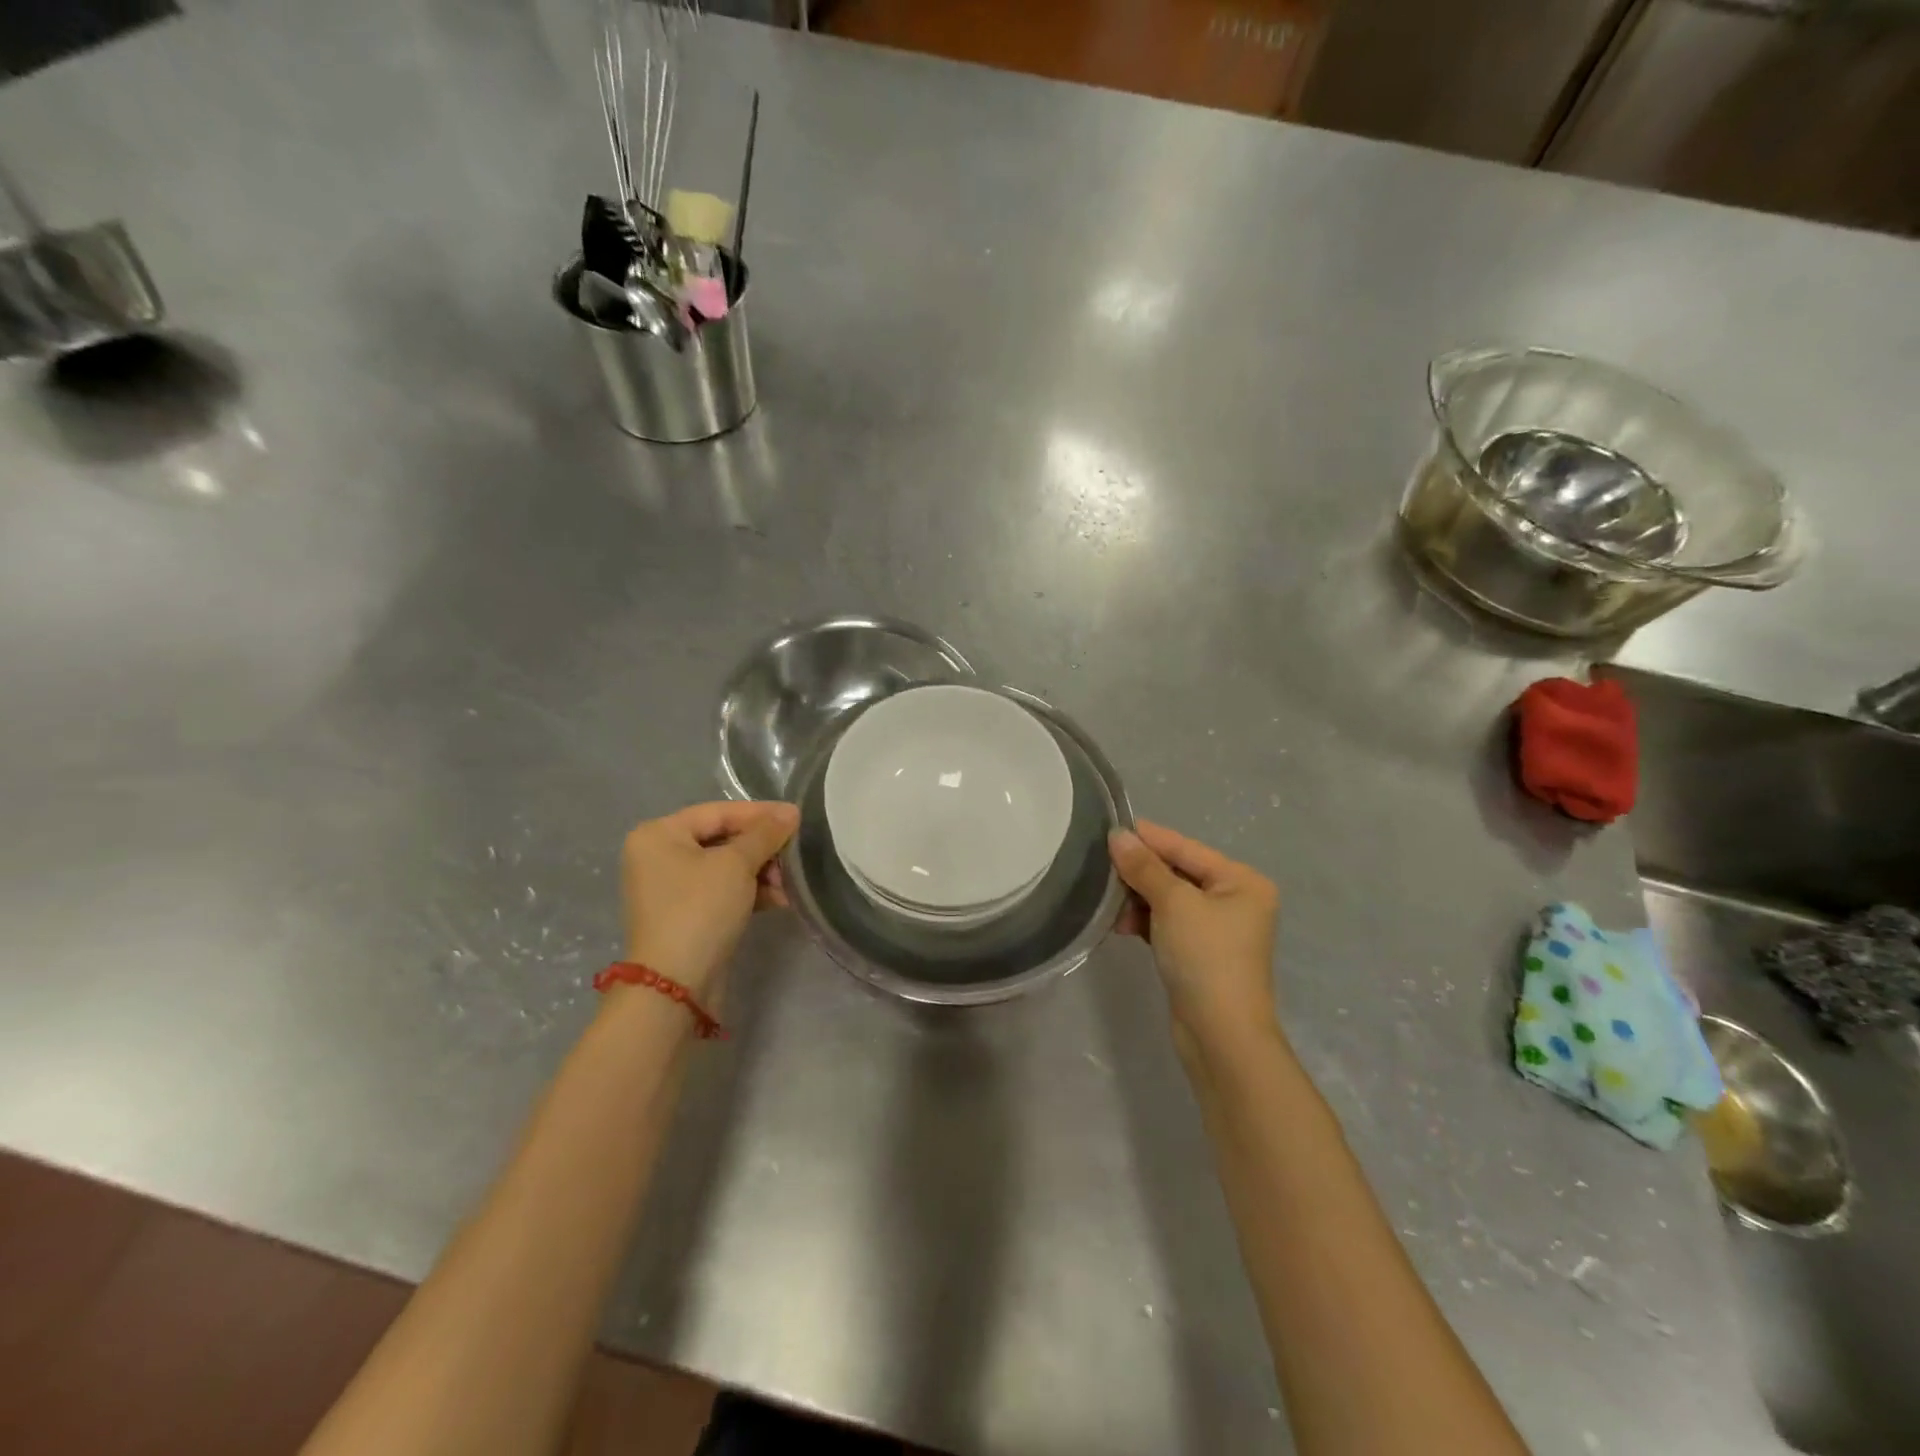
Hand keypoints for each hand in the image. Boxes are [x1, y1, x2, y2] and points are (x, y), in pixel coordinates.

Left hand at [620, 800, 799, 1002]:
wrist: (675, 985)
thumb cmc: (700, 910)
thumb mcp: (736, 865)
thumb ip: (765, 834)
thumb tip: (791, 812)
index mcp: (658, 834)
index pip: (718, 812)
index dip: (760, 814)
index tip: (797, 818)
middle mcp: (658, 856)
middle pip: (722, 839)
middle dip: (763, 848)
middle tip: (795, 855)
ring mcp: (670, 888)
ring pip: (726, 867)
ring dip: (761, 872)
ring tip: (790, 884)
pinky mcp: (685, 915)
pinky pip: (722, 891)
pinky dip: (749, 891)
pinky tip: (779, 899)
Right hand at [1109, 820, 1280, 1055]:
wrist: (1221, 1035)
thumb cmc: (1205, 957)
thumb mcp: (1173, 904)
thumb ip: (1144, 867)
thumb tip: (1118, 835)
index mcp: (1242, 881)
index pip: (1187, 848)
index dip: (1149, 838)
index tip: (1110, 827)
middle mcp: (1235, 900)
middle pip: (1178, 872)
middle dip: (1140, 872)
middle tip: (1101, 867)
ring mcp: (1218, 929)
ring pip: (1169, 899)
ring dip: (1138, 898)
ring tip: (1108, 903)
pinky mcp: (1200, 953)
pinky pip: (1167, 923)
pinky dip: (1145, 921)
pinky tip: (1121, 924)